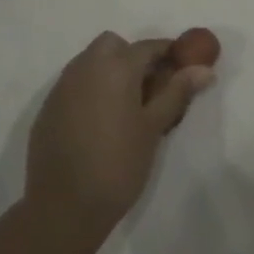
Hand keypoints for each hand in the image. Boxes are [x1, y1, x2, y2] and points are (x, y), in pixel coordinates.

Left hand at [25, 33, 215, 241]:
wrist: (63, 208)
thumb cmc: (117, 165)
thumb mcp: (153, 128)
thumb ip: (177, 92)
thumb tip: (204, 69)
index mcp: (116, 66)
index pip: (148, 46)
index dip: (168, 54)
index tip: (182, 68)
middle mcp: (86, 66)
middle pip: (113, 45)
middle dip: (133, 57)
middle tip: (149, 89)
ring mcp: (63, 86)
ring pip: (91, 61)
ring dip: (110, 71)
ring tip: (125, 108)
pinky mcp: (48, 107)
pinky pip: (75, 84)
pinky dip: (91, 90)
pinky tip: (99, 122)